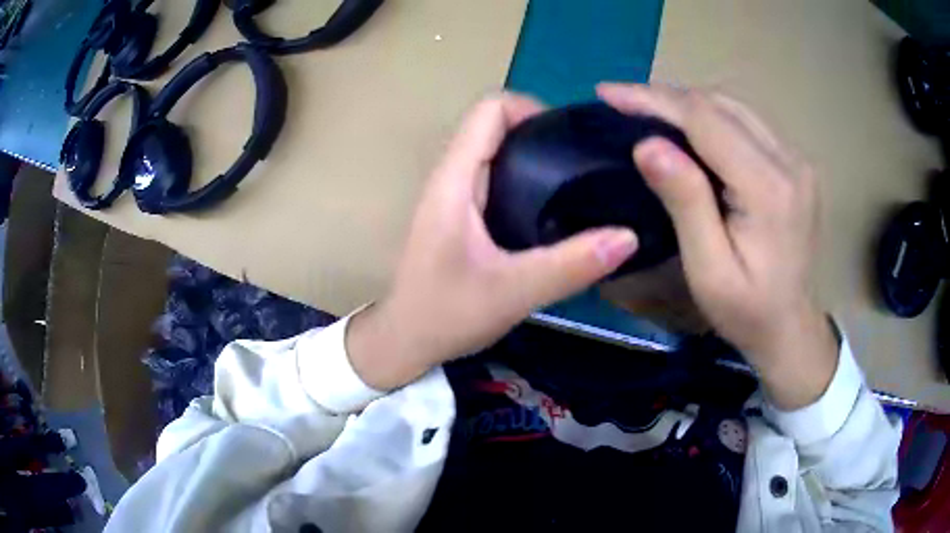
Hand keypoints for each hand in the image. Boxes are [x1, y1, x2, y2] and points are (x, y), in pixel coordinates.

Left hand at [347, 94, 638, 390]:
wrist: (406, 342)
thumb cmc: (447, 314)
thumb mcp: (515, 292)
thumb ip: (572, 265)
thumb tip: (629, 236)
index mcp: (454, 180)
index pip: (489, 109)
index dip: (532, 109)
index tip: (569, 141)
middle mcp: (451, 177)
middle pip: (496, 126)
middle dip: (543, 134)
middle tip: (585, 165)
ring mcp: (454, 196)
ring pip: (497, 153)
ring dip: (537, 159)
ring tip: (577, 184)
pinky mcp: (460, 216)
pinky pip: (496, 180)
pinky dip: (527, 182)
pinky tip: (554, 211)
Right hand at [598, 83, 838, 409]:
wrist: (791, 327)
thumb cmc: (747, 311)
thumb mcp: (709, 270)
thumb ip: (686, 203)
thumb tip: (648, 145)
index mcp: (769, 189)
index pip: (706, 121)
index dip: (654, 100)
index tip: (609, 94)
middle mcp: (790, 162)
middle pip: (720, 105)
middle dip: (667, 97)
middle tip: (621, 101)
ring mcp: (797, 160)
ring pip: (734, 108)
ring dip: (688, 104)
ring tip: (648, 109)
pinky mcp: (795, 164)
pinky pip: (747, 123)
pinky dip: (712, 117)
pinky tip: (689, 127)